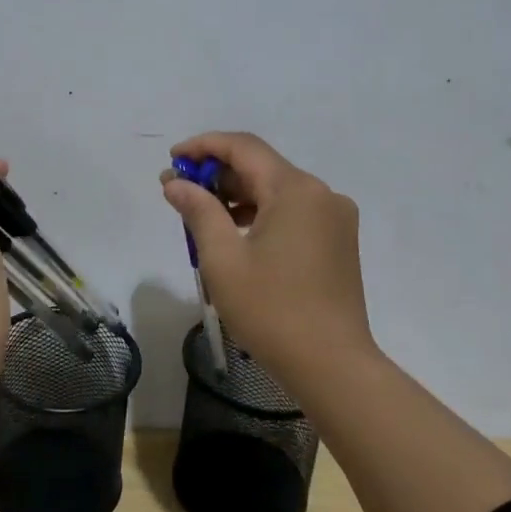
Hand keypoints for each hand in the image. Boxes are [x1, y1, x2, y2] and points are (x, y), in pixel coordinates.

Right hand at [161, 131, 376, 379]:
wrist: (332, 364)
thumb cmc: (271, 310)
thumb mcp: (223, 259)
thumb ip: (198, 211)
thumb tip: (177, 183)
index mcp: (295, 189)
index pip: (243, 147)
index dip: (203, 146)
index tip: (172, 160)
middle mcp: (321, 193)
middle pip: (262, 167)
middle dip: (217, 174)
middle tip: (178, 191)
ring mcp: (335, 218)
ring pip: (277, 190)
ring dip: (237, 195)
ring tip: (200, 214)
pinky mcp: (338, 241)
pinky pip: (293, 212)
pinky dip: (261, 213)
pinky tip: (236, 233)